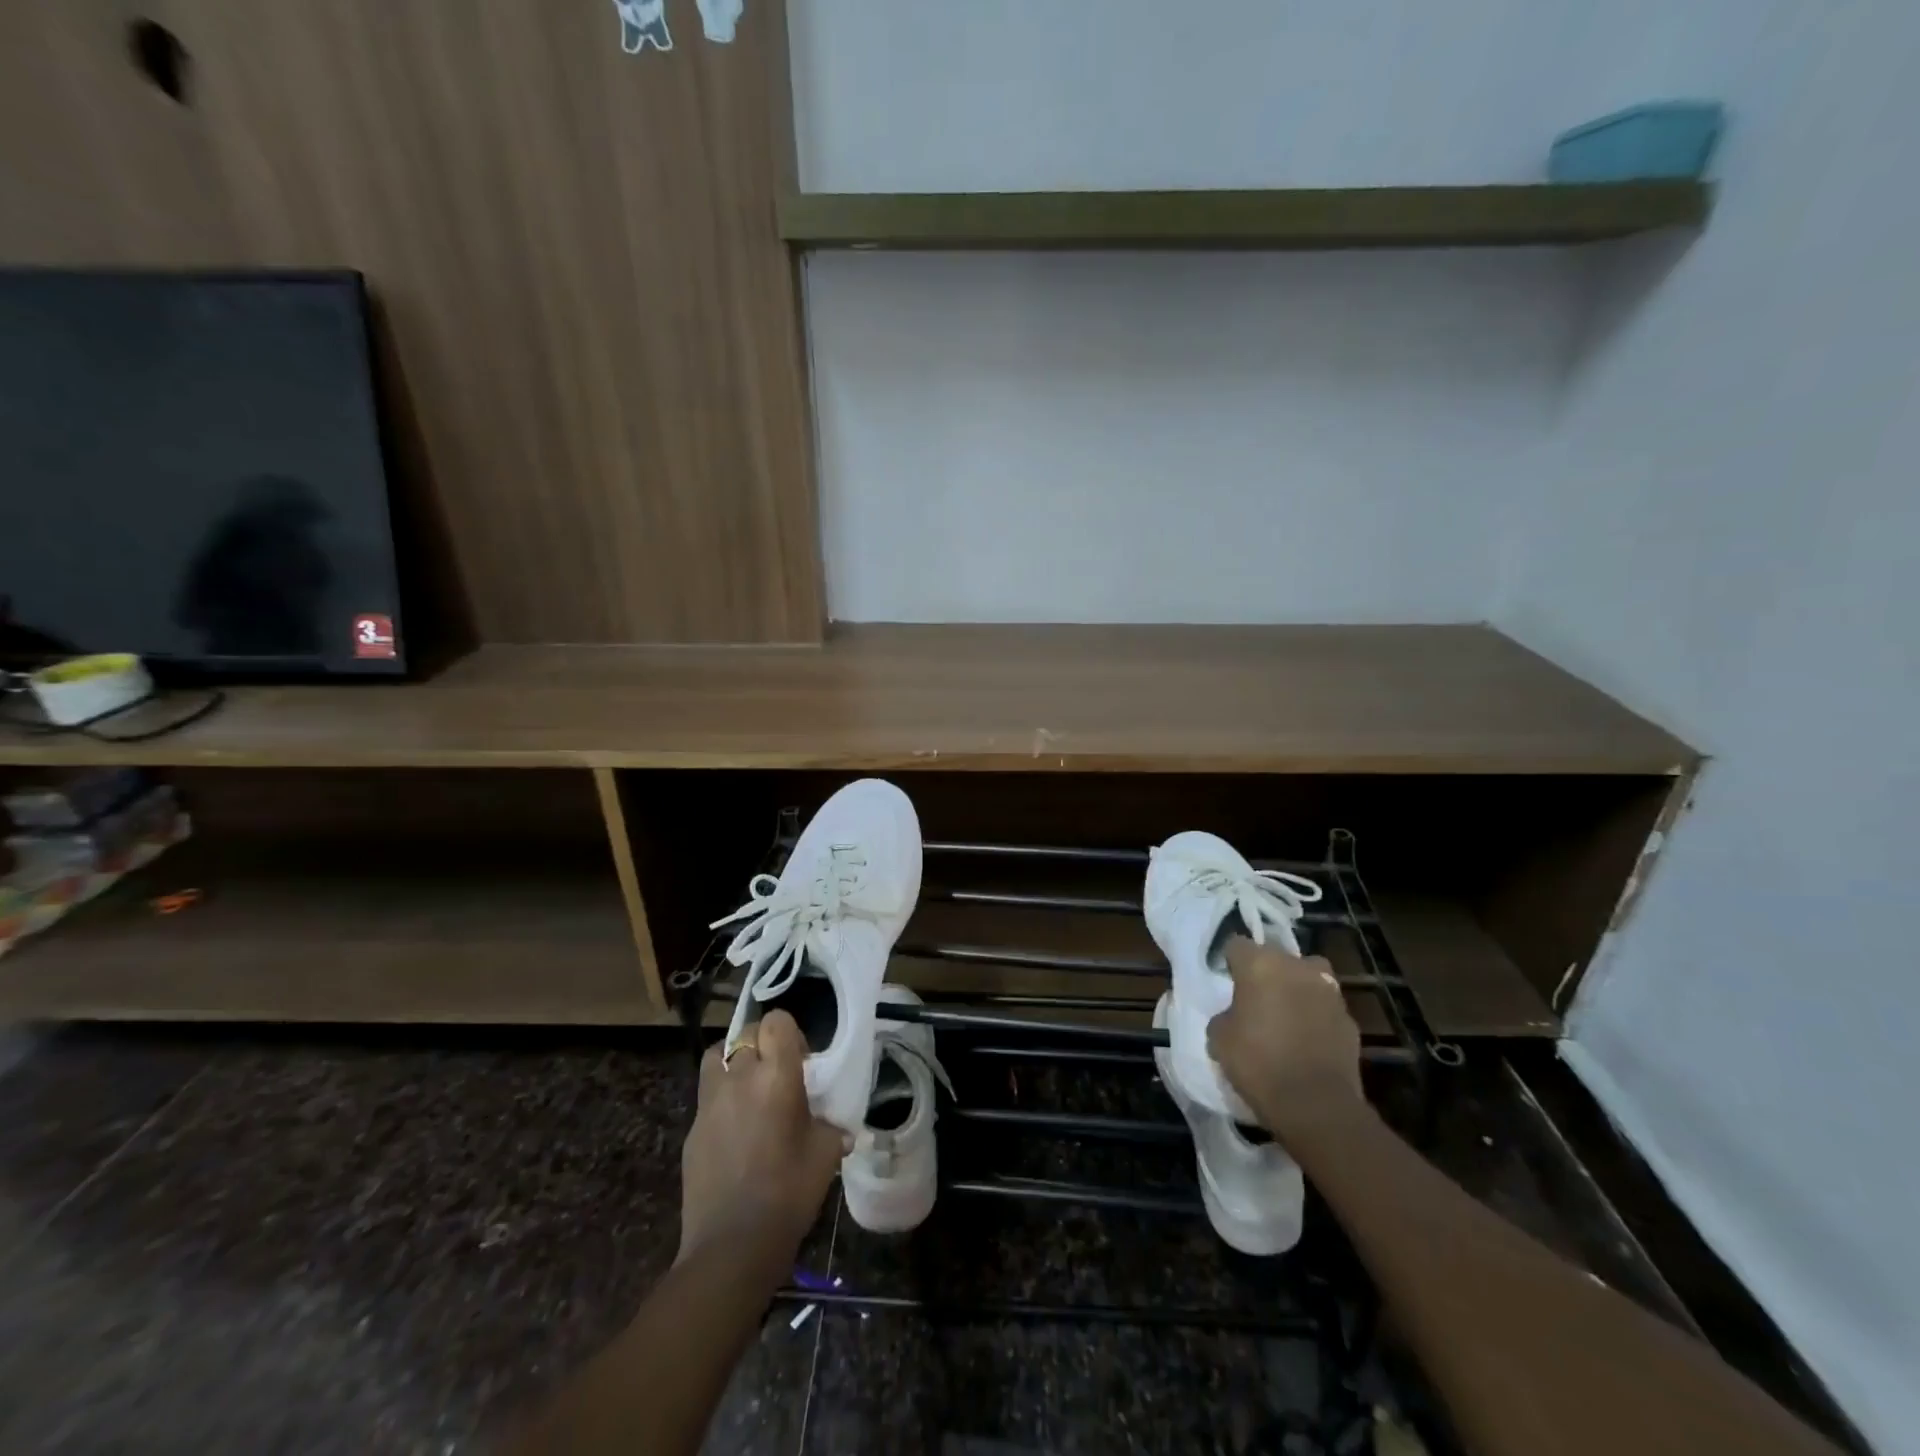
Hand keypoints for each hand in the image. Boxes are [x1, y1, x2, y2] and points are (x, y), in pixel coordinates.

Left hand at [679, 1010, 847, 1262]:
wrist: (732, 1246)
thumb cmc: (789, 1194)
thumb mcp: (826, 1155)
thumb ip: (832, 1129)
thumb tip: (840, 1128)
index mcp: (776, 1077)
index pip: (776, 1022)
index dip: (788, 1032)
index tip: (800, 1058)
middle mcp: (739, 1078)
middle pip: (745, 1034)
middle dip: (762, 1044)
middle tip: (778, 1074)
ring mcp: (709, 1103)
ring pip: (716, 1057)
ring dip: (733, 1062)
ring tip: (749, 1089)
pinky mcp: (691, 1130)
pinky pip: (707, 1098)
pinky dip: (721, 1100)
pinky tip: (735, 1132)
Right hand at [1208, 937, 1364, 1133]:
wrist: (1315, 1105)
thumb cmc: (1257, 1063)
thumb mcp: (1219, 1037)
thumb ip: (1226, 1014)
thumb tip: (1235, 1015)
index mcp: (1260, 964)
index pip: (1237, 944)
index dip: (1231, 962)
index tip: (1228, 981)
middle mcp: (1297, 967)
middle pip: (1276, 957)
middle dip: (1266, 972)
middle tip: (1256, 999)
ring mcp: (1329, 992)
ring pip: (1308, 977)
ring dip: (1296, 989)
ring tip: (1285, 1016)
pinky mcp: (1350, 1020)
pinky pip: (1326, 1008)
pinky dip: (1316, 1017)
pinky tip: (1307, 1041)